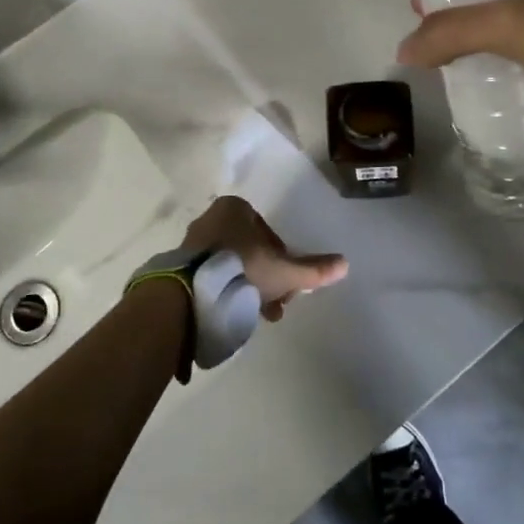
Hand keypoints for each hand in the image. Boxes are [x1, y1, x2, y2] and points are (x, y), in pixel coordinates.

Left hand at [179, 195, 346, 321]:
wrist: (191, 293)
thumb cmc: (242, 269)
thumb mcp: (284, 271)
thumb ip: (313, 269)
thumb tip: (344, 264)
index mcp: (235, 208)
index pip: (268, 232)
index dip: (281, 258)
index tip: (285, 282)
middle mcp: (211, 218)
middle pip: (250, 250)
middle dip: (265, 278)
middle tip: (273, 303)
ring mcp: (192, 242)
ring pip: (231, 265)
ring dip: (246, 288)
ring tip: (255, 315)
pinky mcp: (179, 265)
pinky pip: (211, 276)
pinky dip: (225, 291)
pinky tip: (232, 313)